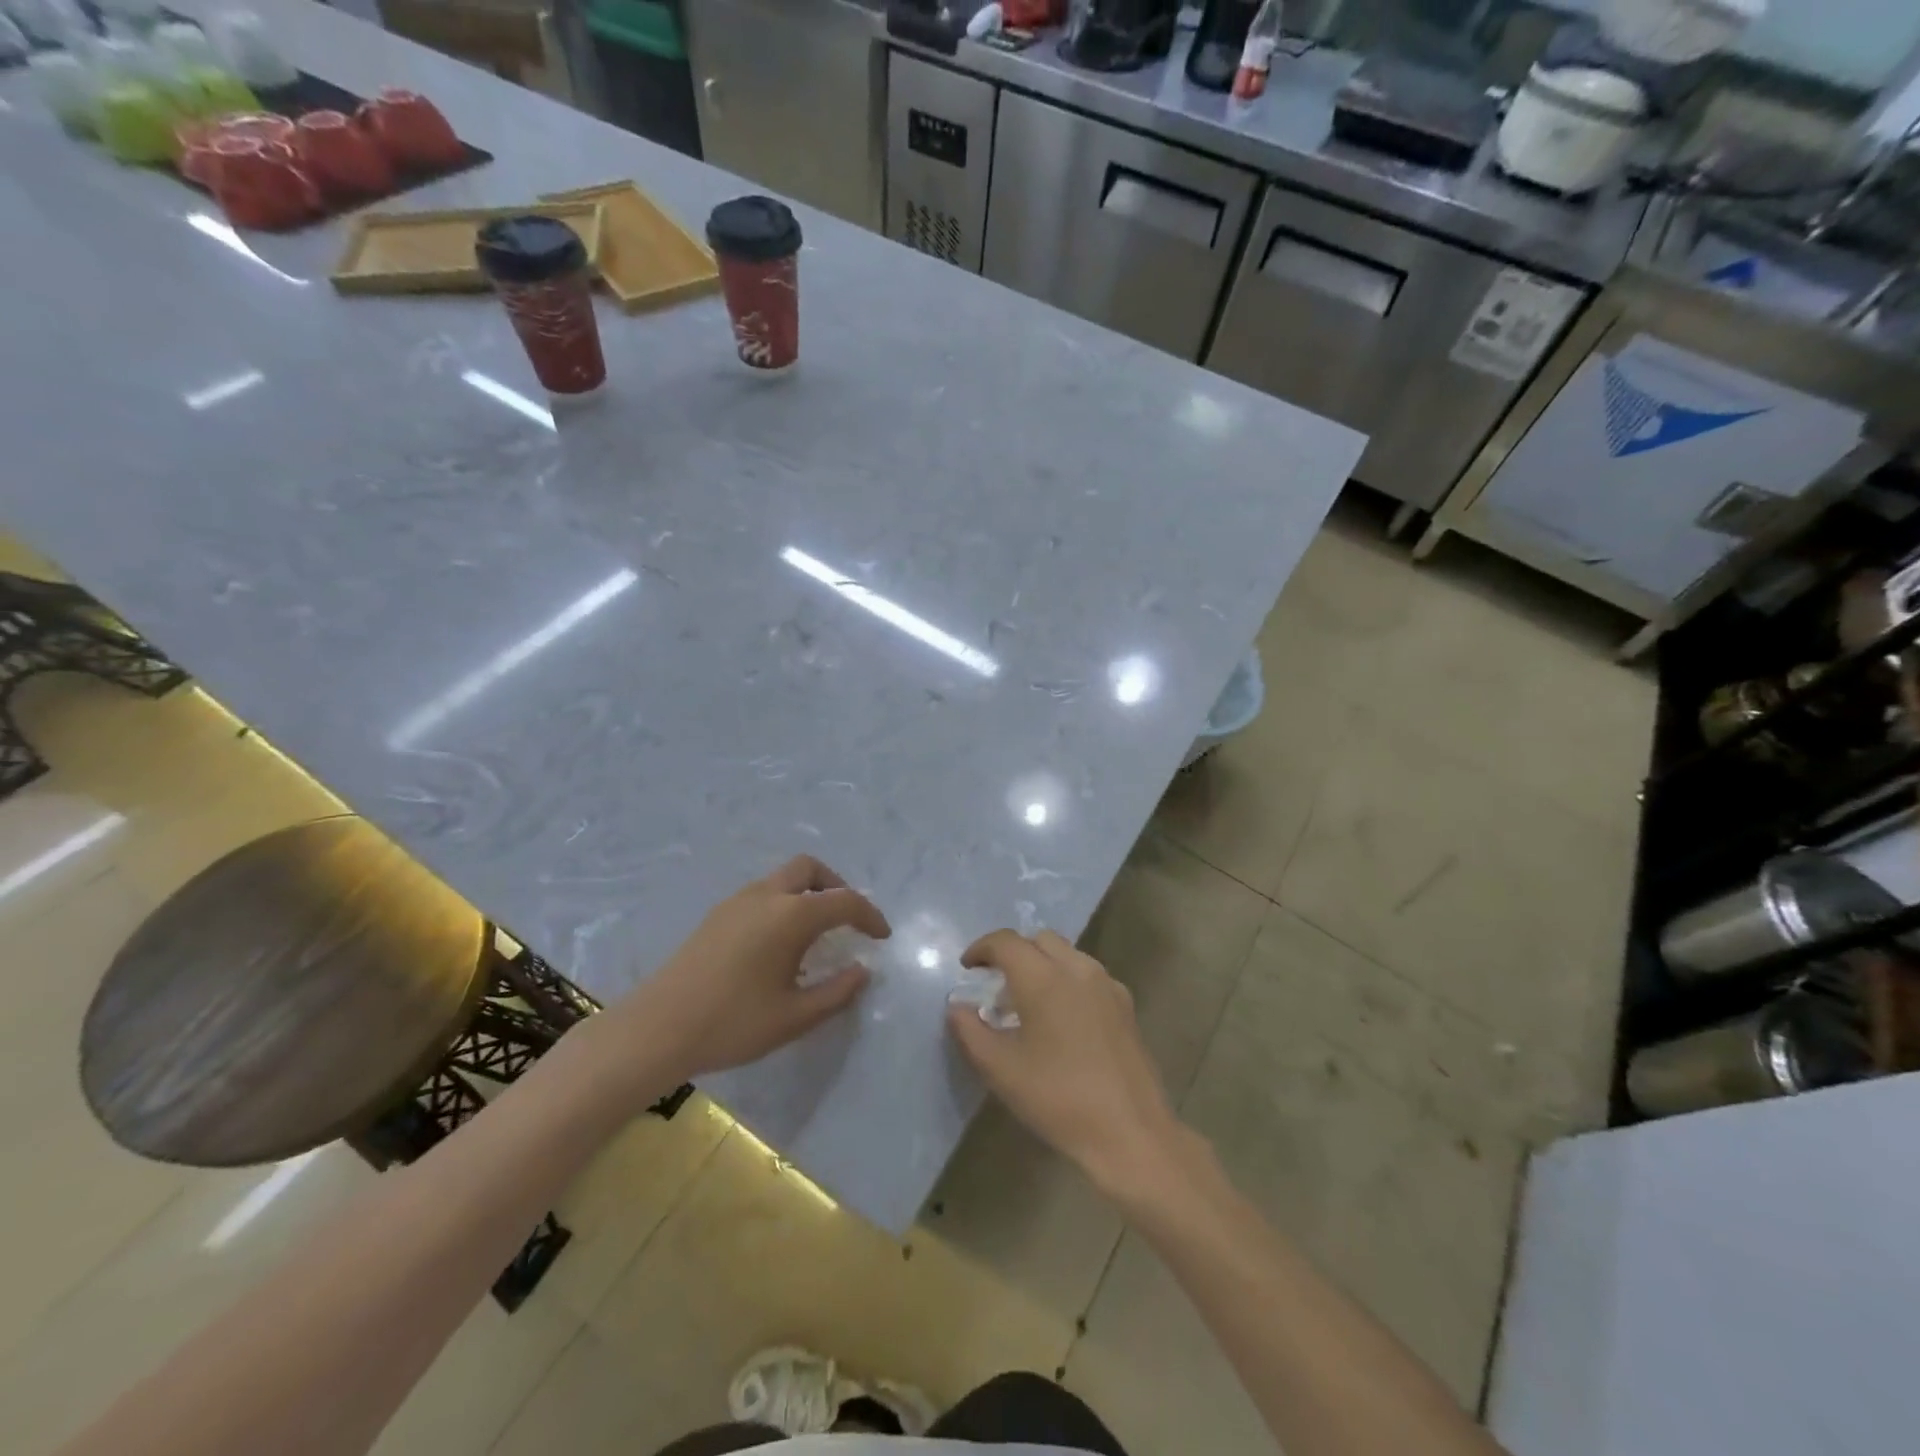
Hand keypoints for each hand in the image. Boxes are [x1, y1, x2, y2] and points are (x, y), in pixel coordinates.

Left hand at [608, 855, 889, 1088]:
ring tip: (815, 934)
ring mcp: (736, 902)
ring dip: (807, 894)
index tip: (882, 937)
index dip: (870, 916)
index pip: (844, 901)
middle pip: (809, 869)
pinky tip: (779, 943)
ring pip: (783, 879)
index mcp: (791, 916)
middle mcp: (766, 896)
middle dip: (835, 886)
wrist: (657, 1029)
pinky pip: (762, 894)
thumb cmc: (732, 1023)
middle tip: (846, 920)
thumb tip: (862, 971)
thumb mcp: (794, 1017)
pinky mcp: (717, 915)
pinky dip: (783, 903)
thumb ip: (836, 992)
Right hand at [946, 929, 1187, 1202]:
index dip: (982, 949)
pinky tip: (1061, 1020)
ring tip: (1027, 1004)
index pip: (1006, 942)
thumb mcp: (1001, 1070)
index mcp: (1044, 977)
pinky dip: (1066, 980)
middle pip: (1039, 940)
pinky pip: (1087, 975)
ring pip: (1066, 954)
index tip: (967, 968)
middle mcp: (1078, 969)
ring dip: (1041, 965)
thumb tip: (957, 1007)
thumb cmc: (1058, 1099)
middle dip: (1013, 953)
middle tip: (995, 985)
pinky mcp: (1125, 1005)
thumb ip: (970, 1032)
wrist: (1130, 1132)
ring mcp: (1107, 985)